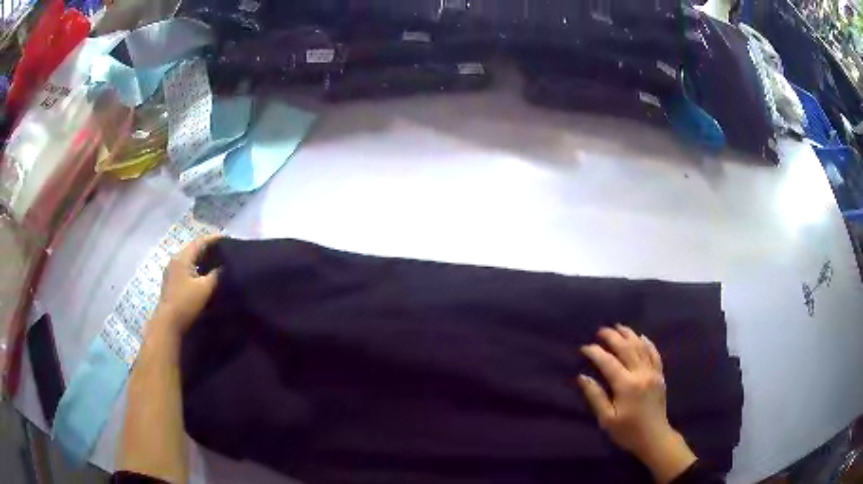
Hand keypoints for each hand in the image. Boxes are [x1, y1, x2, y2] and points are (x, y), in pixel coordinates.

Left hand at [153, 234, 221, 335]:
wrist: (168, 324)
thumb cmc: (186, 303)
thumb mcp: (205, 288)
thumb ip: (216, 274)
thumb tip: (225, 266)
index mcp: (182, 257)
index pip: (201, 241)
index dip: (215, 239)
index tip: (230, 240)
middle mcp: (175, 260)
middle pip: (194, 249)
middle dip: (209, 249)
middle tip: (226, 253)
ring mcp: (172, 271)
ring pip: (190, 259)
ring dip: (203, 260)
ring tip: (218, 264)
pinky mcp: (172, 282)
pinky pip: (187, 269)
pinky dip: (197, 269)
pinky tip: (205, 277)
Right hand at [578, 324, 695, 483]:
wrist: (654, 437)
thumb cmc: (627, 431)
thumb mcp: (606, 419)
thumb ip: (595, 397)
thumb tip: (582, 377)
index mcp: (626, 385)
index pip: (608, 362)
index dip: (595, 352)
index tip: (584, 348)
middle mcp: (641, 373)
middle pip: (626, 348)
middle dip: (612, 337)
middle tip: (600, 331)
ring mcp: (653, 372)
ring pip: (641, 347)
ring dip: (629, 335)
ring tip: (618, 327)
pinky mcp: (660, 375)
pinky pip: (654, 354)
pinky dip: (647, 343)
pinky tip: (641, 337)